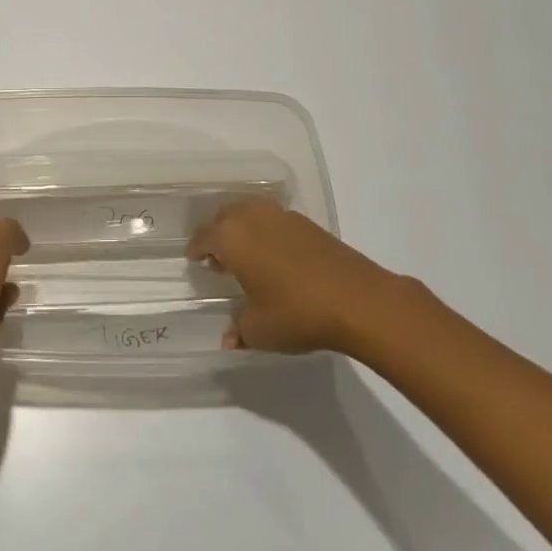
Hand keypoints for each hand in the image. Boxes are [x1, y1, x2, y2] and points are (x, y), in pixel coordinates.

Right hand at [189, 198, 396, 354]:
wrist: (357, 300)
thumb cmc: (296, 312)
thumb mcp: (259, 330)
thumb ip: (238, 330)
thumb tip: (229, 338)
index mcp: (231, 238)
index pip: (204, 236)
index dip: (196, 249)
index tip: (194, 260)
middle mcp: (252, 217)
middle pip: (225, 216)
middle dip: (218, 233)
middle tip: (218, 257)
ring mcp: (282, 216)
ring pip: (250, 212)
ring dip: (242, 227)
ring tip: (246, 254)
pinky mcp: (307, 223)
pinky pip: (273, 220)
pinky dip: (265, 231)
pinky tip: (274, 255)